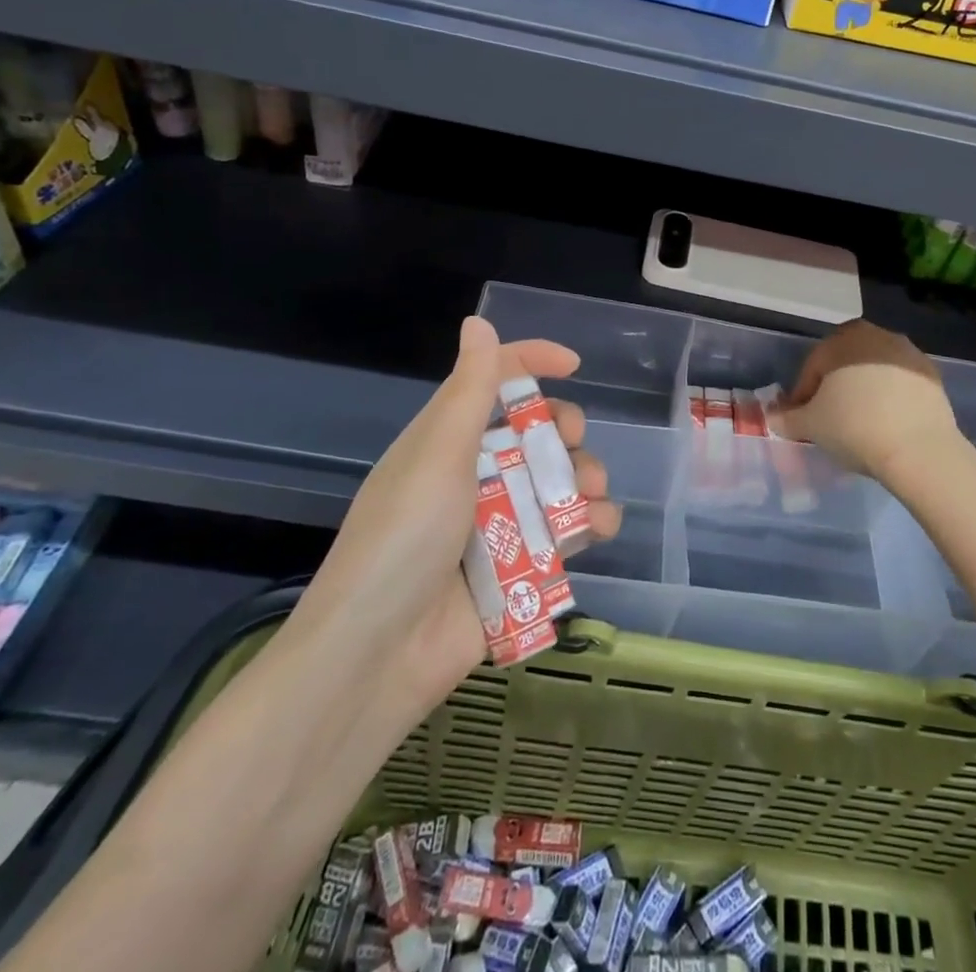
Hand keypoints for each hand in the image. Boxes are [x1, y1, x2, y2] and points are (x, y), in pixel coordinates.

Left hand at [290, 317, 618, 725]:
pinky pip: (564, 533)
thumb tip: (478, 320)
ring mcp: (497, 523)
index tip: (574, 366)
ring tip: (590, 500)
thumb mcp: (438, 455)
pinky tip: (597, 531)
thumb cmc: (404, 539)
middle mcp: (474, 475)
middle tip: (572, 444)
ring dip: (584, 481)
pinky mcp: (517, 568)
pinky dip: (587, 526)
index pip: (493, 382)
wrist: (378, 656)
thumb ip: (469, 390)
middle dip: (565, 431)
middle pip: (535, 433)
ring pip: (557, 482)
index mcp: (447, 441)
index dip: (532, 363)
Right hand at [780, 320, 960, 490]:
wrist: (918, 449)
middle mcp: (875, 335)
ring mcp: (908, 352)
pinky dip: (891, 397)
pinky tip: (888, 423)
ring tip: (861, 422)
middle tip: (830, 416)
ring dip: (864, 389)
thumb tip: (772, 418)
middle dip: (835, 385)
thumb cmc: (854, 427)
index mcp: (842, 339)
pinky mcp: (932, 374)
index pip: (813, 366)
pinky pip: (901, 382)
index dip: (803, 394)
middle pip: (845, 361)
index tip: (802, 419)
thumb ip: (786, 418)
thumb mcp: (810, 426)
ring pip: (874, 369)